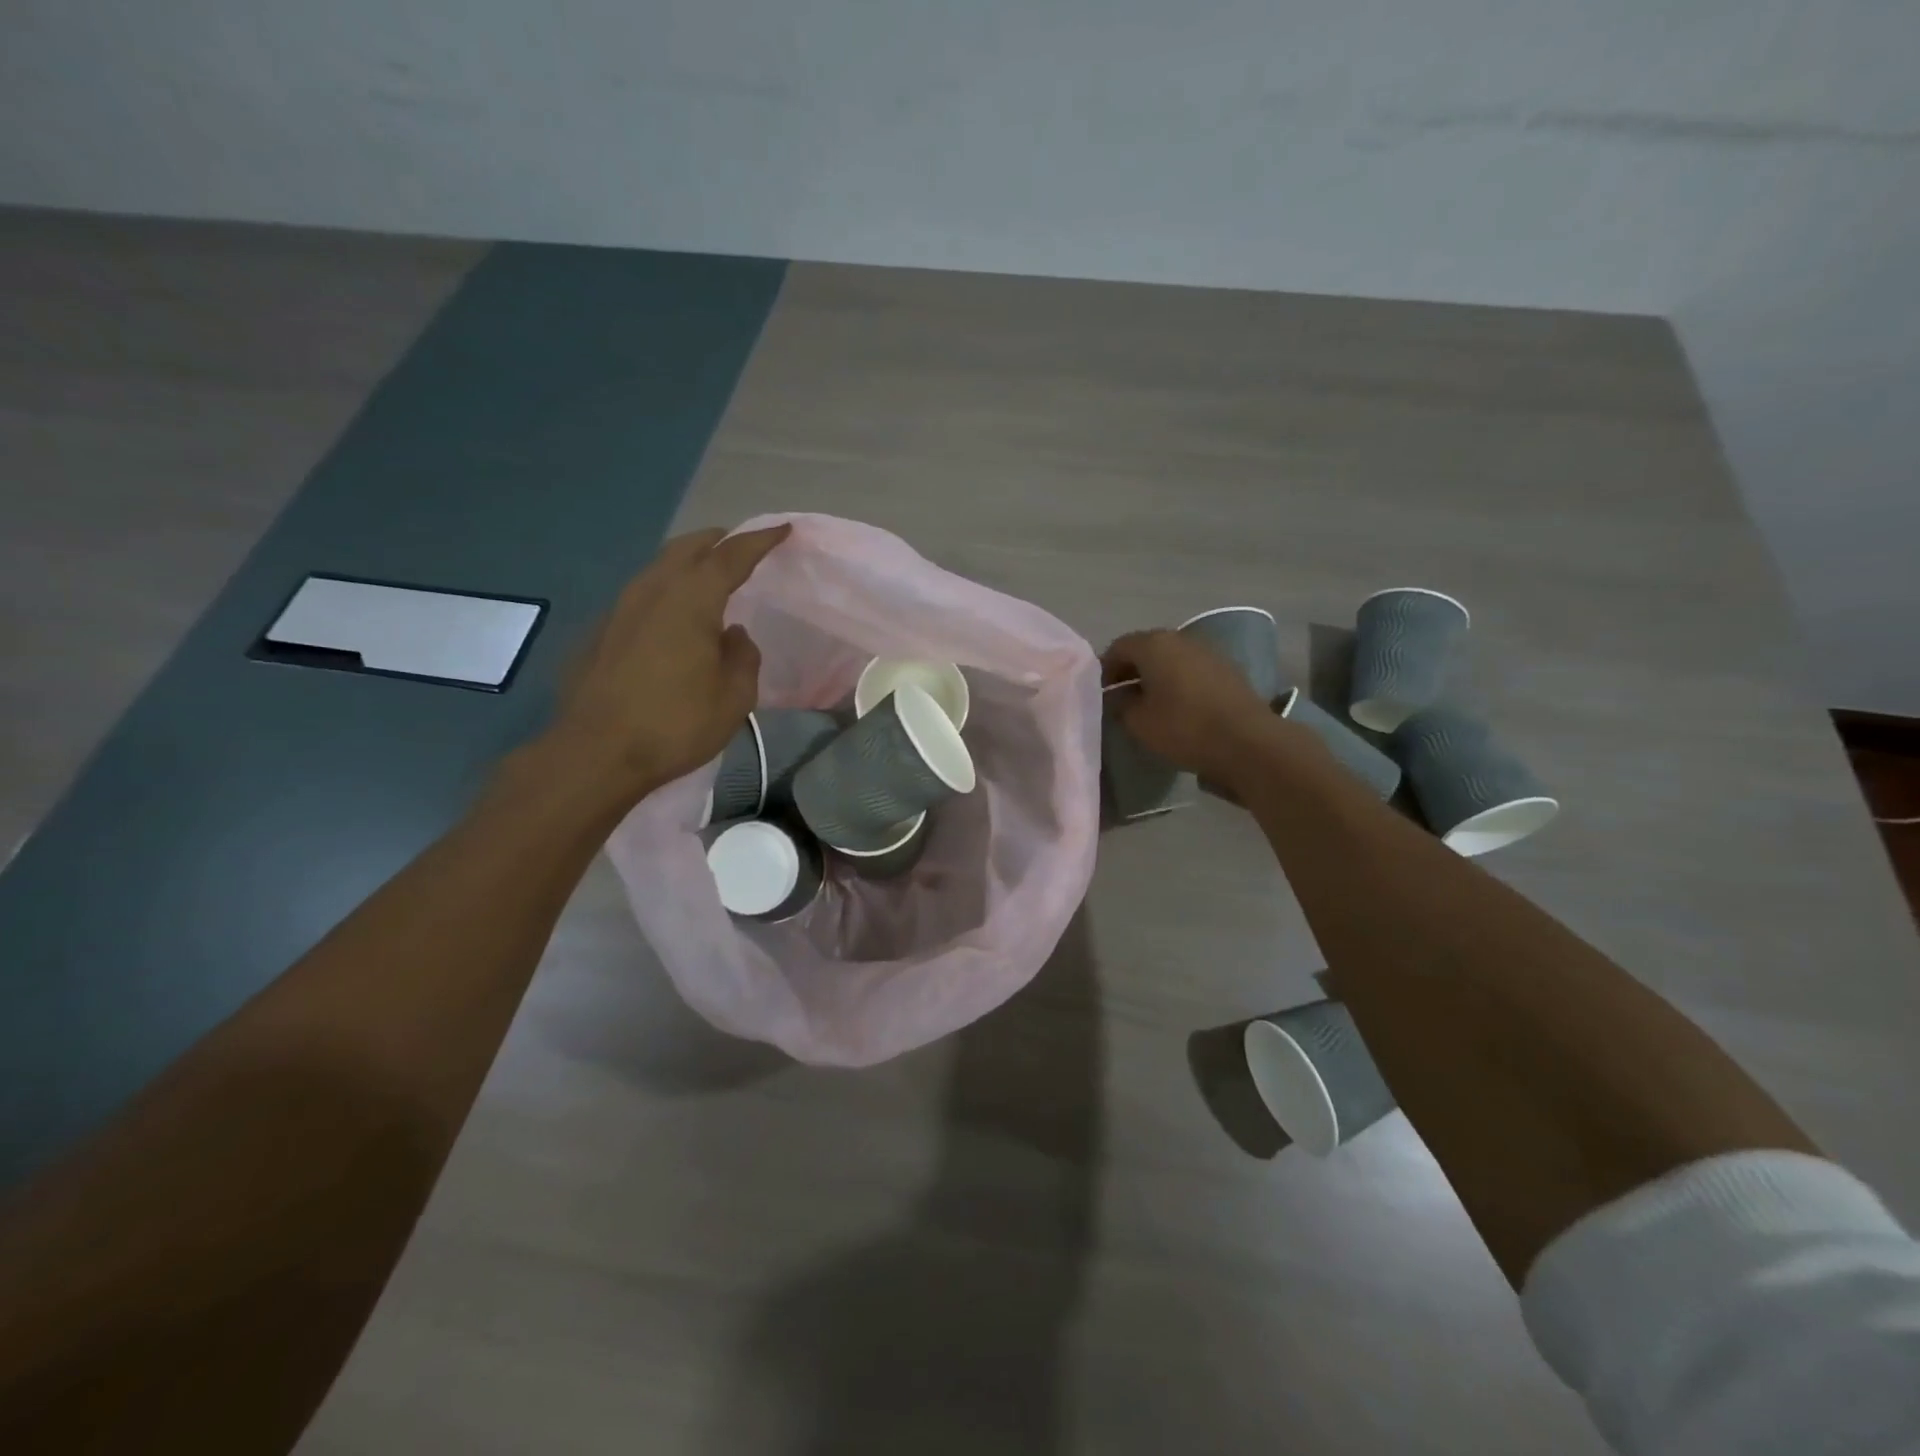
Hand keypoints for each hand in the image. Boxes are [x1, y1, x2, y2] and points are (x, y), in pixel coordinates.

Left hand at [537, 525, 790, 808]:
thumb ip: (743, 657)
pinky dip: (665, 591)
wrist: (596, 752)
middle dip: (717, 541)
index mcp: (690, 600)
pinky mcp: (600, 632)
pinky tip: (671, 616)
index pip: (730, 556)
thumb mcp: (734, 697)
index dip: (759, 540)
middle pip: (686, 549)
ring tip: (707, 576)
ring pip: (658, 568)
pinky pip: (641, 595)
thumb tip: (733, 635)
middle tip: (738, 545)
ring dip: (686, 563)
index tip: (782, 529)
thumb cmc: (675, 723)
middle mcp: (652, 591)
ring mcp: (619, 609)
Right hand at [1101, 630, 1290, 788]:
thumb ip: (1120, 704)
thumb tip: (1118, 696)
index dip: (1105, 669)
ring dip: (1156, 675)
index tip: (1100, 692)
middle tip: (1121, 696)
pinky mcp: (1227, 668)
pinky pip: (1192, 669)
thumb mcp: (1138, 722)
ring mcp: (1207, 651)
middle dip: (1131, 670)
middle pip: (1146, 648)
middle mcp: (1180, 638)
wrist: (1246, 741)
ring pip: (1171, 658)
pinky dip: (1179, 681)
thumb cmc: (1183, 728)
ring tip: (1149, 703)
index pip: (1118, 647)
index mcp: (1154, 645)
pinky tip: (1177, 705)